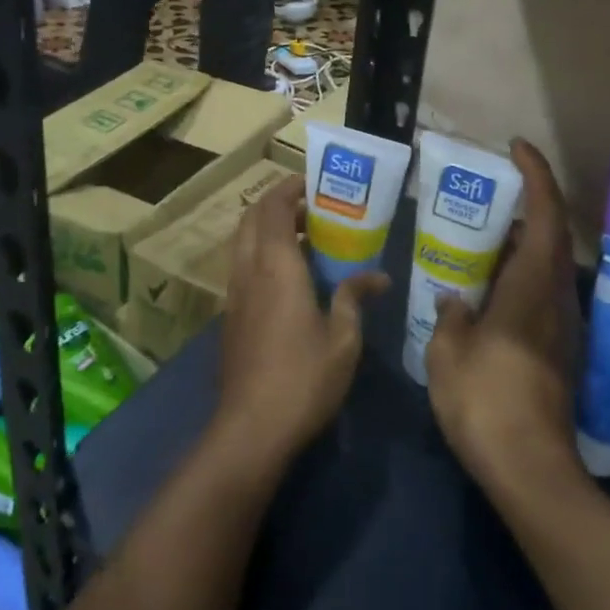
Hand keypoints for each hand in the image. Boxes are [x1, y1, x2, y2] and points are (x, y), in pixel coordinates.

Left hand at [217, 177, 387, 467]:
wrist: (251, 428)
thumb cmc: (303, 378)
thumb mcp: (343, 338)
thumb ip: (354, 298)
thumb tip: (378, 278)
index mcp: (275, 267)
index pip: (272, 208)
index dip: (288, 188)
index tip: (313, 181)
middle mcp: (248, 271)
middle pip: (251, 219)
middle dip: (277, 204)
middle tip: (312, 208)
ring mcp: (235, 294)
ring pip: (244, 243)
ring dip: (268, 229)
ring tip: (306, 238)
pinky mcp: (231, 316)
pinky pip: (243, 267)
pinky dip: (262, 254)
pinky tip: (291, 278)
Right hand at [426, 139, 584, 495]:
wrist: (530, 468)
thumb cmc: (485, 401)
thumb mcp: (448, 353)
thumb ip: (451, 316)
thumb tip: (457, 300)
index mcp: (531, 288)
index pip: (545, 215)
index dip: (536, 175)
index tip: (518, 148)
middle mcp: (556, 299)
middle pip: (551, 236)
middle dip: (526, 207)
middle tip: (488, 197)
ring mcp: (562, 327)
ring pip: (547, 267)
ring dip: (522, 245)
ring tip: (480, 242)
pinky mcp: (559, 351)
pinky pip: (541, 294)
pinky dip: (519, 277)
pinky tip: (486, 293)